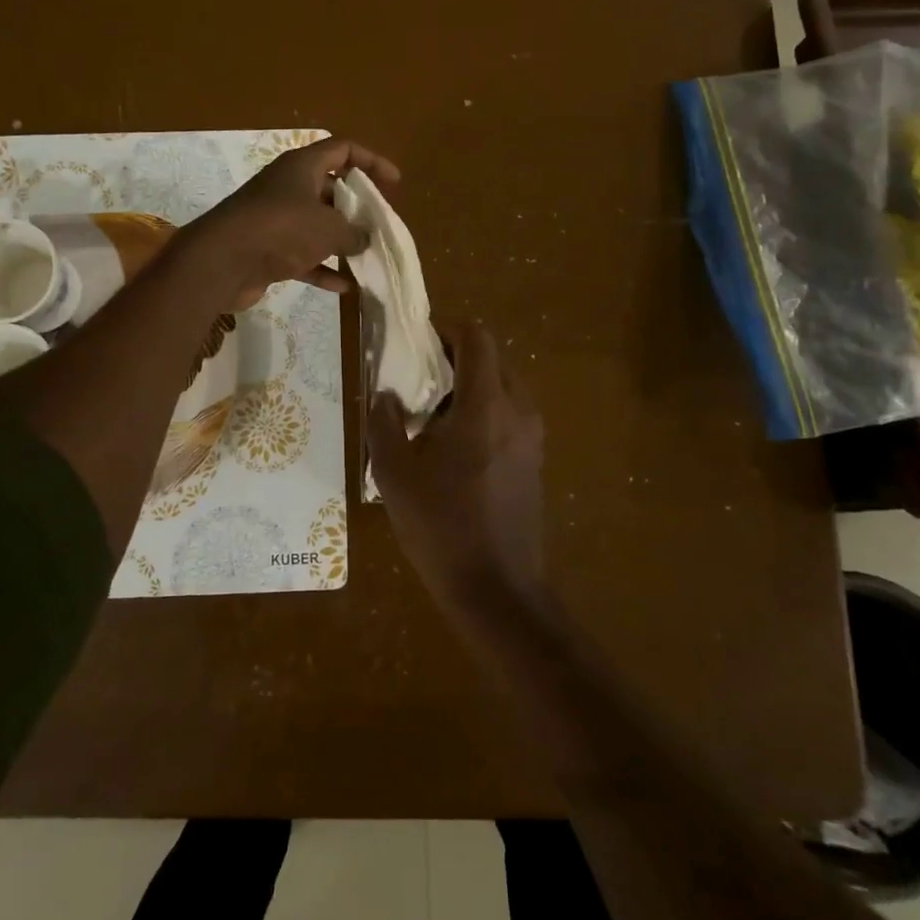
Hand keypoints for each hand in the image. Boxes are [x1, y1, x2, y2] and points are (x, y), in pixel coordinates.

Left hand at [179, 137, 400, 309]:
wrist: (222, 262)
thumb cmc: (281, 229)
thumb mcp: (329, 228)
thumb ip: (354, 232)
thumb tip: (364, 239)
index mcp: (301, 167)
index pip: (342, 149)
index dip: (371, 161)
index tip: (394, 182)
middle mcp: (287, 187)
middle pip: (329, 188)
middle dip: (356, 206)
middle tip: (378, 224)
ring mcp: (274, 219)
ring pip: (316, 225)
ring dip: (340, 240)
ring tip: (366, 255)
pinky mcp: (266, 249)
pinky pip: (302, 256)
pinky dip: (322, 268)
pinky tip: (345, 286)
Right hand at [368, 321, 546, 609]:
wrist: (496, 589)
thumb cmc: (440, 525)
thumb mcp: (394, 473)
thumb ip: (384, 423)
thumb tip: (385, 395)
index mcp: (486, 404)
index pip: (477, 338)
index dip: (446, 330)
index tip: (417, 344)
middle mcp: (518, 410)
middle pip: (492, 359)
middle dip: (456, 358)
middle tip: (418, 380)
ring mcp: (532, 437)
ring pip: (503, 387)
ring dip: (470, 386)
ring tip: (432, 416)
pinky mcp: (535, 460)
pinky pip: (510, 415)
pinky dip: (485, 411)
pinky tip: (455, 447)